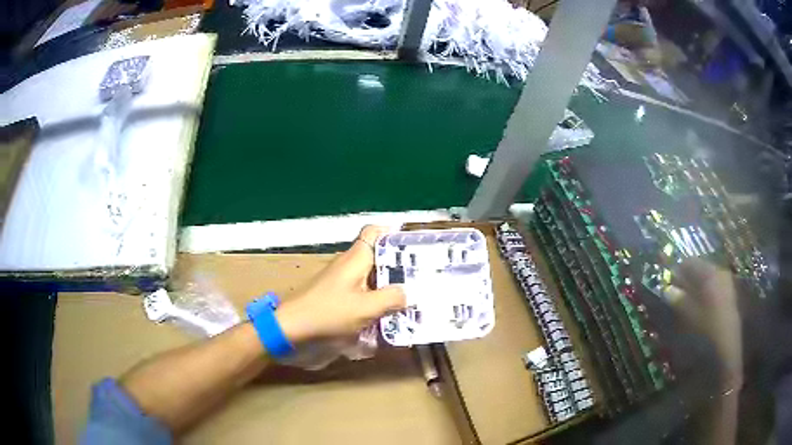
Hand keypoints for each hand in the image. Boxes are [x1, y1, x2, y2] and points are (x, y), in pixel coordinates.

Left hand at [274, 225, 405, 343]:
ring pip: (372, 276)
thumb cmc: (328, 313)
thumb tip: (408, 293)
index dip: (394, 234)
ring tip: (412, 298)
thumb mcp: (366, 308)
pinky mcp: (338, 296)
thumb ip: (391, 298)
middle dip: (400, 267)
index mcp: (356, 258)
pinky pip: (364, 292)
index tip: (416, 248)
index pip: (375, 232)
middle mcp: (349, 264)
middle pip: (378, 256)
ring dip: (389, 286)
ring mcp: (343, 281)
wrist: (292, 328)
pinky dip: (377, 299)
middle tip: (422, 278)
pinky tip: (389, 314)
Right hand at [668, 258, 742, 388]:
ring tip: (687, 300)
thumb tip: (667, 290)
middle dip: (688, 278)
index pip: (690, 262)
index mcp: (710, 273)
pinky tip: (700, 306)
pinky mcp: (730, 294)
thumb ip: (678, 300)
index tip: (668, 281)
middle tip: (677, 291)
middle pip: (700, 268)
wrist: (727, 349)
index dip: (678, 271)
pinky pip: (715, 286)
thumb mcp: (689, 316)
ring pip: (708, 278)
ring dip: (696, 286)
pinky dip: (705, 292)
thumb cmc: (707, 330)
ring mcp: (727, 283)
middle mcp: (720, 272)